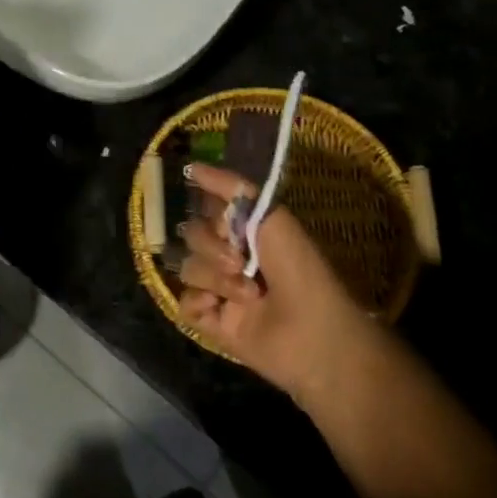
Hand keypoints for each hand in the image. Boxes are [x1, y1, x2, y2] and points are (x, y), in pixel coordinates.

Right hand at [175, 162, 370, 407]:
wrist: (312, 332)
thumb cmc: (299, 269)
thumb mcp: (271, 216)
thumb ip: (231, 187)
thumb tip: (191, 165)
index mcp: (244, 232)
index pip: (206, 211)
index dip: (212, 216)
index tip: (226, 223)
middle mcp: (229, 257)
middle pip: (191, 237)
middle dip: (212, 247)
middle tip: (240, 263)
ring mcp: (219, 290)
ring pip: (188, 268)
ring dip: (216, 279)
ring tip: (248, 295)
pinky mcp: (211, 321)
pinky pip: (184, 302)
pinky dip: (200, 303)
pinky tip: (221, 309)